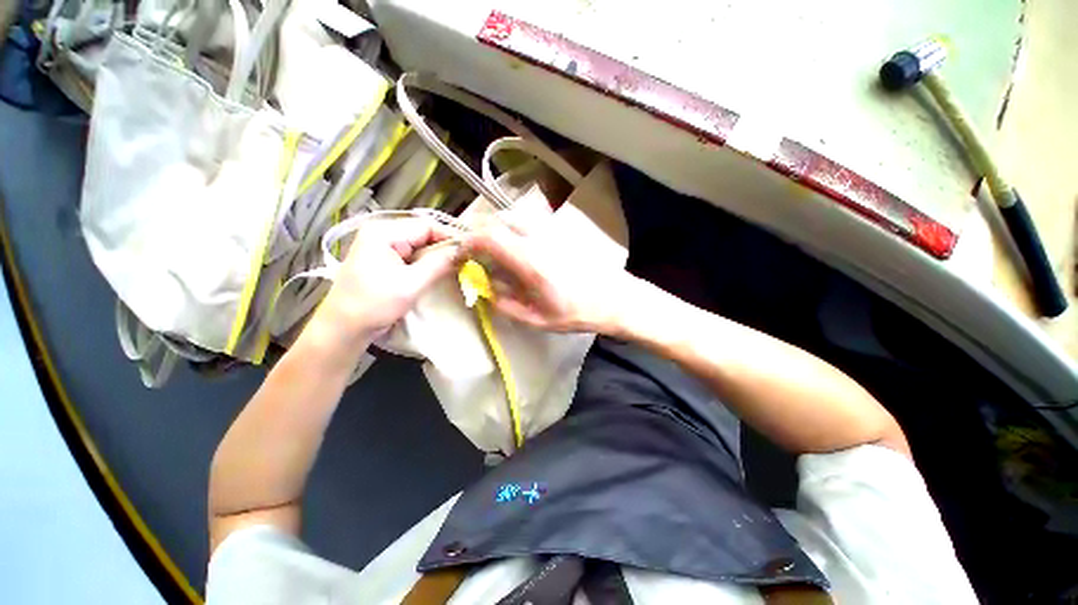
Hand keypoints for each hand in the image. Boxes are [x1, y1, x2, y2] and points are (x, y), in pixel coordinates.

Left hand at [318, 217, 461, 340]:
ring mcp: (382, 245)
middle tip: (466, 261)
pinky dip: (427, 263)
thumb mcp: (411, 284)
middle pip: (424, 234)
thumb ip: (439, 264)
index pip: (427, 226)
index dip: (451, 237)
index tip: (471, 251)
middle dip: (445, 248)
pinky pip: (413, 255)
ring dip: (437, 256)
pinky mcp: (385, 259)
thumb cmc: (374, 304)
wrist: (344, 328)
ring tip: (456, 267)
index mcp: (384, 232)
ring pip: (420, 245)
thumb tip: (464, 250)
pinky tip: (439, 271)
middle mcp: (382, 232)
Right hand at [462, 218, 632, 333]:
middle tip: (472, 253)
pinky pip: (525, 222)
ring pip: (511, 218)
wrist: (614, 297)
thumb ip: (504, 304)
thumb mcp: (537, 319)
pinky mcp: (557, 231)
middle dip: (477, 233)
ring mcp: (549, 231)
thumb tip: (484, 288)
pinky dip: (510, 229)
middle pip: (496, 221)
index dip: (467, 242)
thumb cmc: (577, 312)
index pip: (488, 236)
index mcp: (530, 261)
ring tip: (490, 251)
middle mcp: (537, 238)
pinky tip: (514, 248)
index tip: (460, 256)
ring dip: (494, 230)